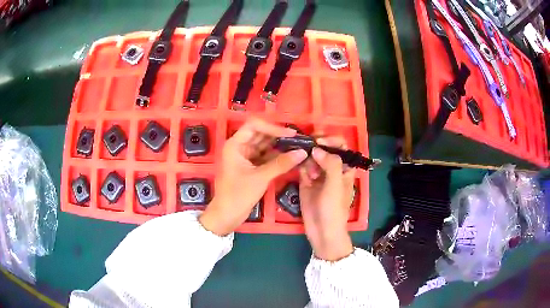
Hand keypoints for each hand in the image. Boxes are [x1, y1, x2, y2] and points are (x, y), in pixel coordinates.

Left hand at [199, 118, 307, 235]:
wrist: (227, 215)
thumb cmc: (238, 195)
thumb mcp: (260, 178)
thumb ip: (281, 164)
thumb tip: (302, 152)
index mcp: (235, 145)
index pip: (254, 126)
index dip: (273, 127)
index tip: (290, 134)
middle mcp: (239, 147)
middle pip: (261, 134)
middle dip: (278, 136)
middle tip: (298, 140)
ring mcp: (245, 157)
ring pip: (264, 146)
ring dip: (279, 146)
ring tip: (298, 147)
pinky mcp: (251, 167)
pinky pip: (265, 157)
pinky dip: (277, 157)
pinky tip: (290, 157)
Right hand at [299, 137, 355, 260]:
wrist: (322, 230)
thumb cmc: (334, 209)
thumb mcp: (336, 185)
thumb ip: (331, 164)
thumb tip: (316, 148)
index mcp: (345, 168)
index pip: (341, 146)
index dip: (331, 140)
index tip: (319, 140)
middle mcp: (331, 168)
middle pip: (324, 148)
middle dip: (316, 144)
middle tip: (306, 143)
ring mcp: (318, 174)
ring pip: (312, 156)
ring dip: (307, 155)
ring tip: (304, 163)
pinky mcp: (306, 181)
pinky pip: (302, 167)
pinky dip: (300, 163)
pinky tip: (298, 166)